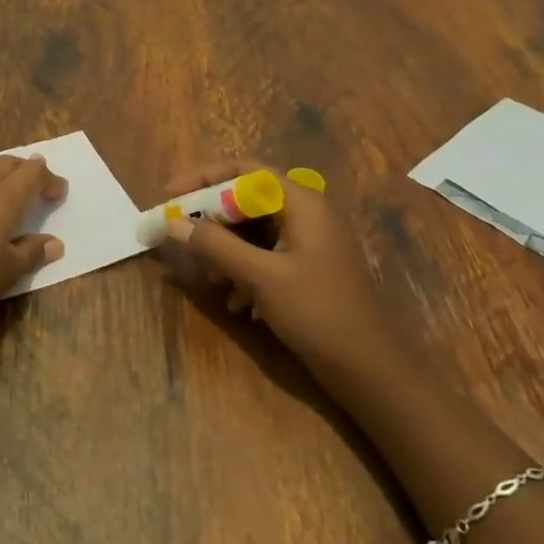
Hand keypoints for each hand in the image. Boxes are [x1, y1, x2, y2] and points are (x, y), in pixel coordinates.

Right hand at [157, 158, 393, 373]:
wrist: (373, 373)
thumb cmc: (318, 313)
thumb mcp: (260, 277)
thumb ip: (215, 245)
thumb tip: (171, 222)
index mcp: (301, 203)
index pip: (244, 170)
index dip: (203, 177)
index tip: (170, 195)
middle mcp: (306, 214)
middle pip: (246, 200)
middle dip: (212, 221)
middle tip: (182, 240)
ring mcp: (309, 243)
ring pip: (253, 231)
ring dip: (225, 250)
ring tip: (210, 280)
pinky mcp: (308, 270)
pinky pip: (265, 255)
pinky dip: (244, 271)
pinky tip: (236, 304)